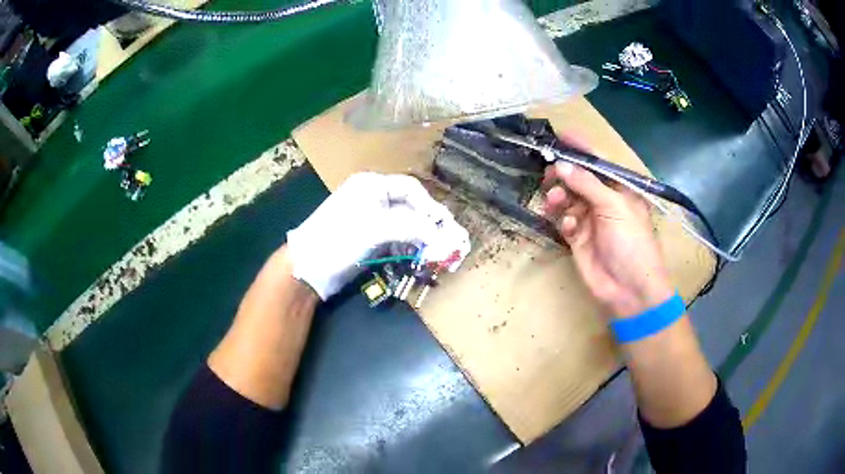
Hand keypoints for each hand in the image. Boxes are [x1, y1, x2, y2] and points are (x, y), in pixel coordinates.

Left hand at [287, 173, 469, 299]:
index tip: (443, 225)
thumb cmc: (337, 239)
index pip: (410, 189)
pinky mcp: (369, 239)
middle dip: (428, 223)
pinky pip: (396, 238)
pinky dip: (408, 246)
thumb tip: (439, 234)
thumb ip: (410, 228)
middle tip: (447, 240)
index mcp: (371, 185)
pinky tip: (417, 256)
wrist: (307, 268)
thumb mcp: (374, 229)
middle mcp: (373, 198)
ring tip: (436, 251)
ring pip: (405, 224)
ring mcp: (371, 219)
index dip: (429, 206)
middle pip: (410, 206)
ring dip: (421, 237)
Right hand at [543, 159, 672, 317]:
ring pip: (567, 198)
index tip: (560, 136)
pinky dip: (563, 220)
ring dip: (558, 196)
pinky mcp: (578, 238)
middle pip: (578, 179)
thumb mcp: (614, 207)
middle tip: (549, 172)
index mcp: (620, 189)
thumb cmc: (631, 242)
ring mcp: (590, 219)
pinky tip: (569, 228)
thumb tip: (561, 164)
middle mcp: (604, 200)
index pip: (598, 162)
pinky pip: (564, 220)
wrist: (629, 289)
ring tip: (554, 201)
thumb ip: (587, 184)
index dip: (580, 149)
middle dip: (563, 174)